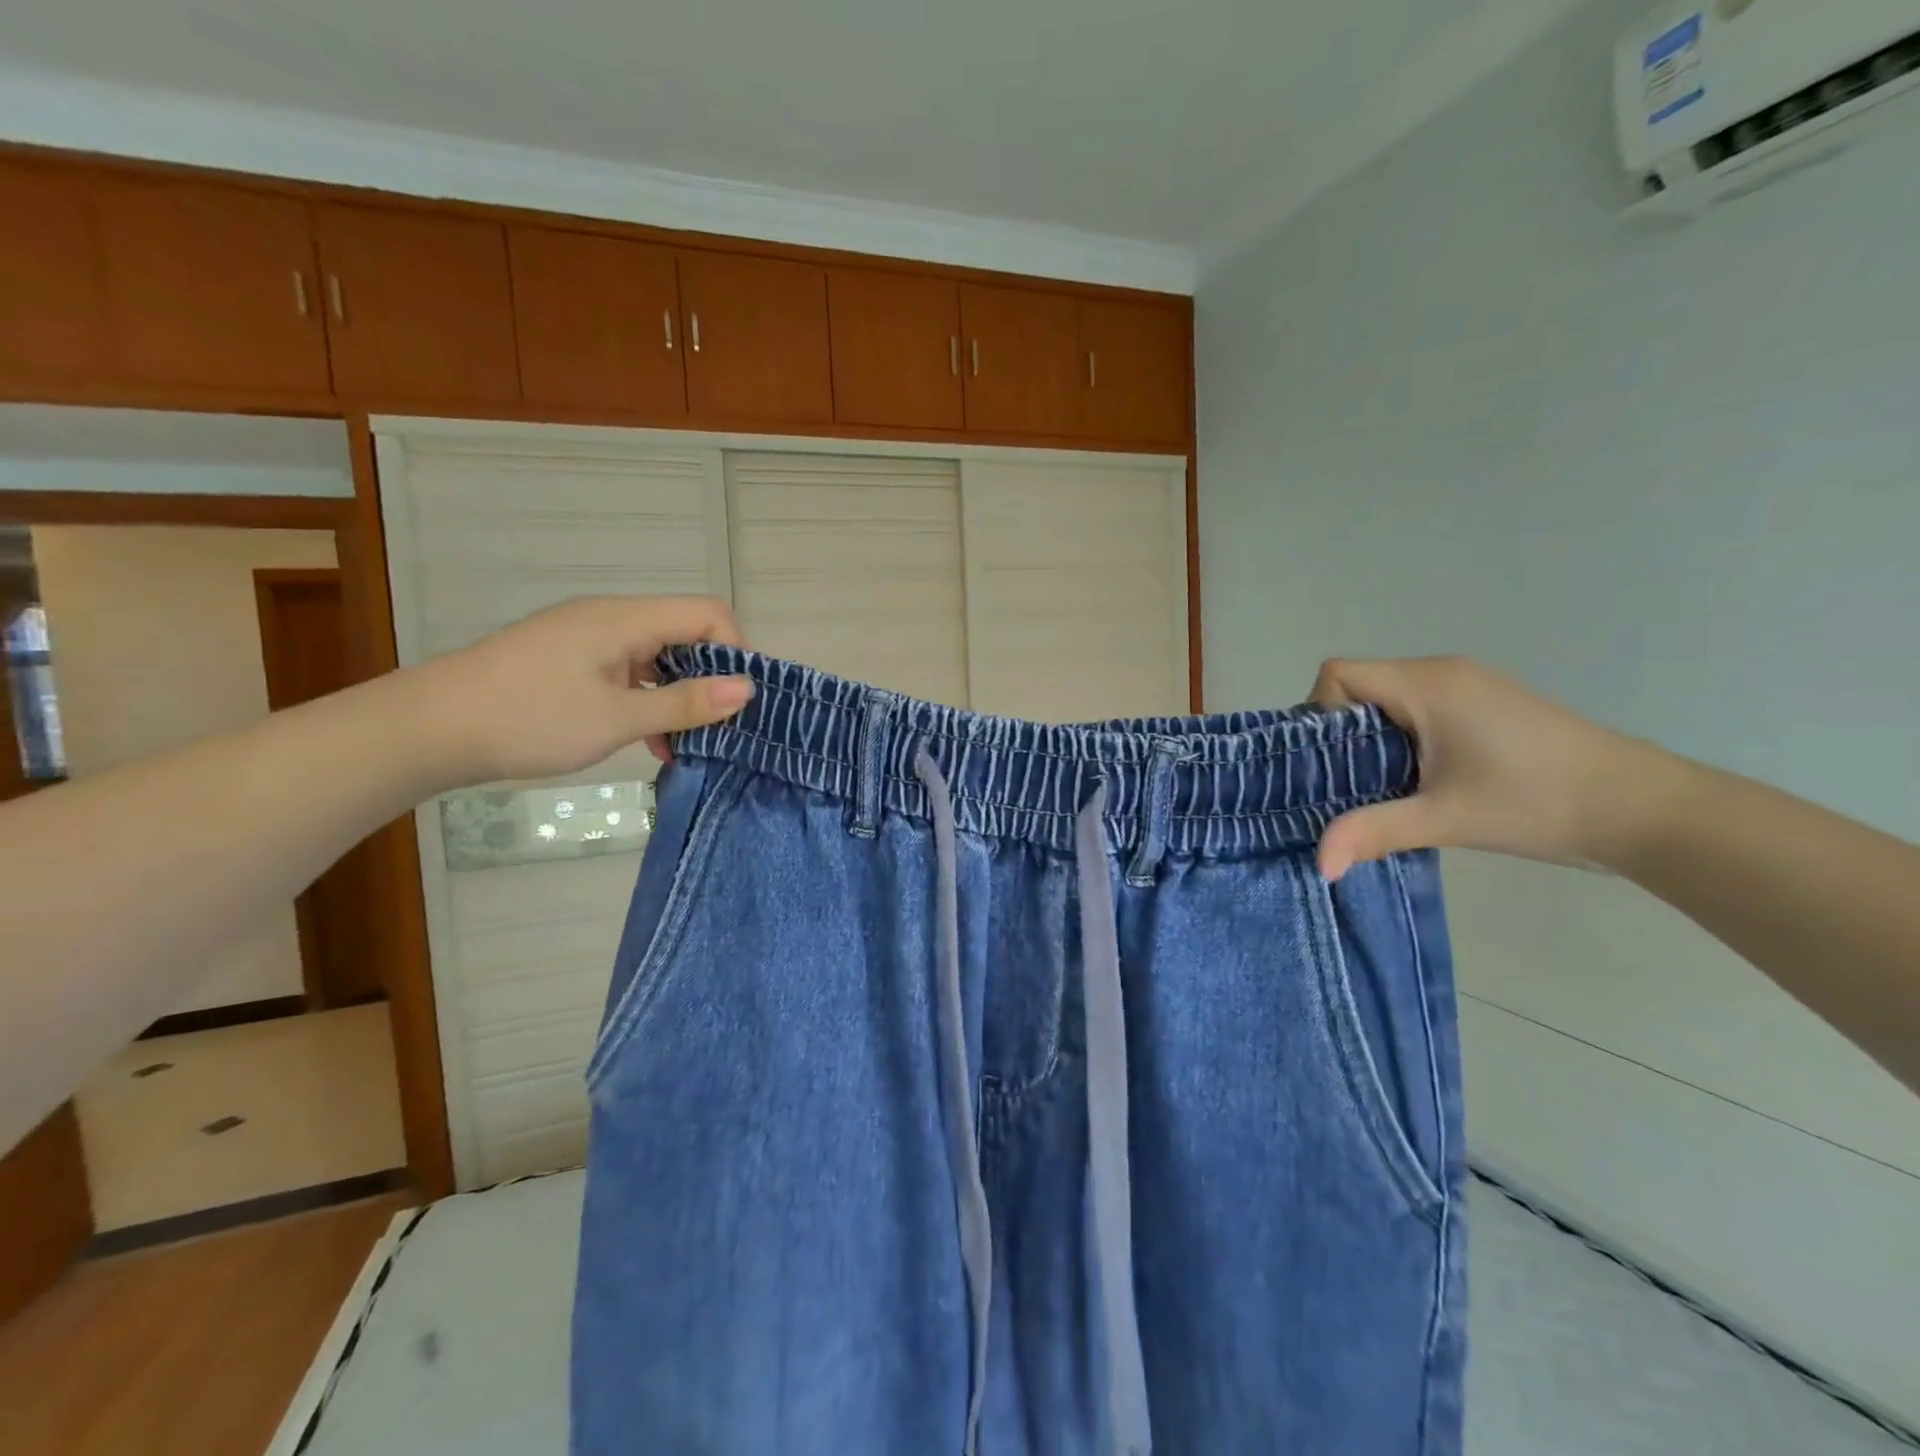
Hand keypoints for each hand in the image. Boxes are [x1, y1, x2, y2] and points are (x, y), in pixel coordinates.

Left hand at [411, 596, 751, 785]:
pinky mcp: (570, 661)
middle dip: (710, 679)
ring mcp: (588, 639)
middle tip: (720, 729)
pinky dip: (647, 701)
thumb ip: (685, 703)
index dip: (735, 652)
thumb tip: (748, 689)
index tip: (741, 702)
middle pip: (685, 634)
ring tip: (685, 745)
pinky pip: (628, 672)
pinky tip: (648, 741)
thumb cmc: (529, 718)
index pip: (708, 615)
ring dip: (678, 696)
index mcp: (626, 619)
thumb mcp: (617, 718)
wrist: (429, 728)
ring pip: (657, 657)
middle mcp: (612, 618)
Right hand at [1309, 656, 1685, 880]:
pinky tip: (1417, 779)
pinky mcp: (1485, 705)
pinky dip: (1400, 738)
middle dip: (1340, 733)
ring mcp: (1468, 685)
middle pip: (1358, 685)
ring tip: (1379, 786)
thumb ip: (1373, 831)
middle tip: (1346, 784)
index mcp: (1428, 684)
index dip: (1319, 712)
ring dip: (1370, 739)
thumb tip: (1319, 864)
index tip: (1330, 762)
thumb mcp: (1445, 819)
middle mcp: (1443, 672)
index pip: (1339, 674)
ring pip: (1387, 699)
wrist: (1644, 809)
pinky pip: (1416, 708)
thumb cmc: (1537, 802)